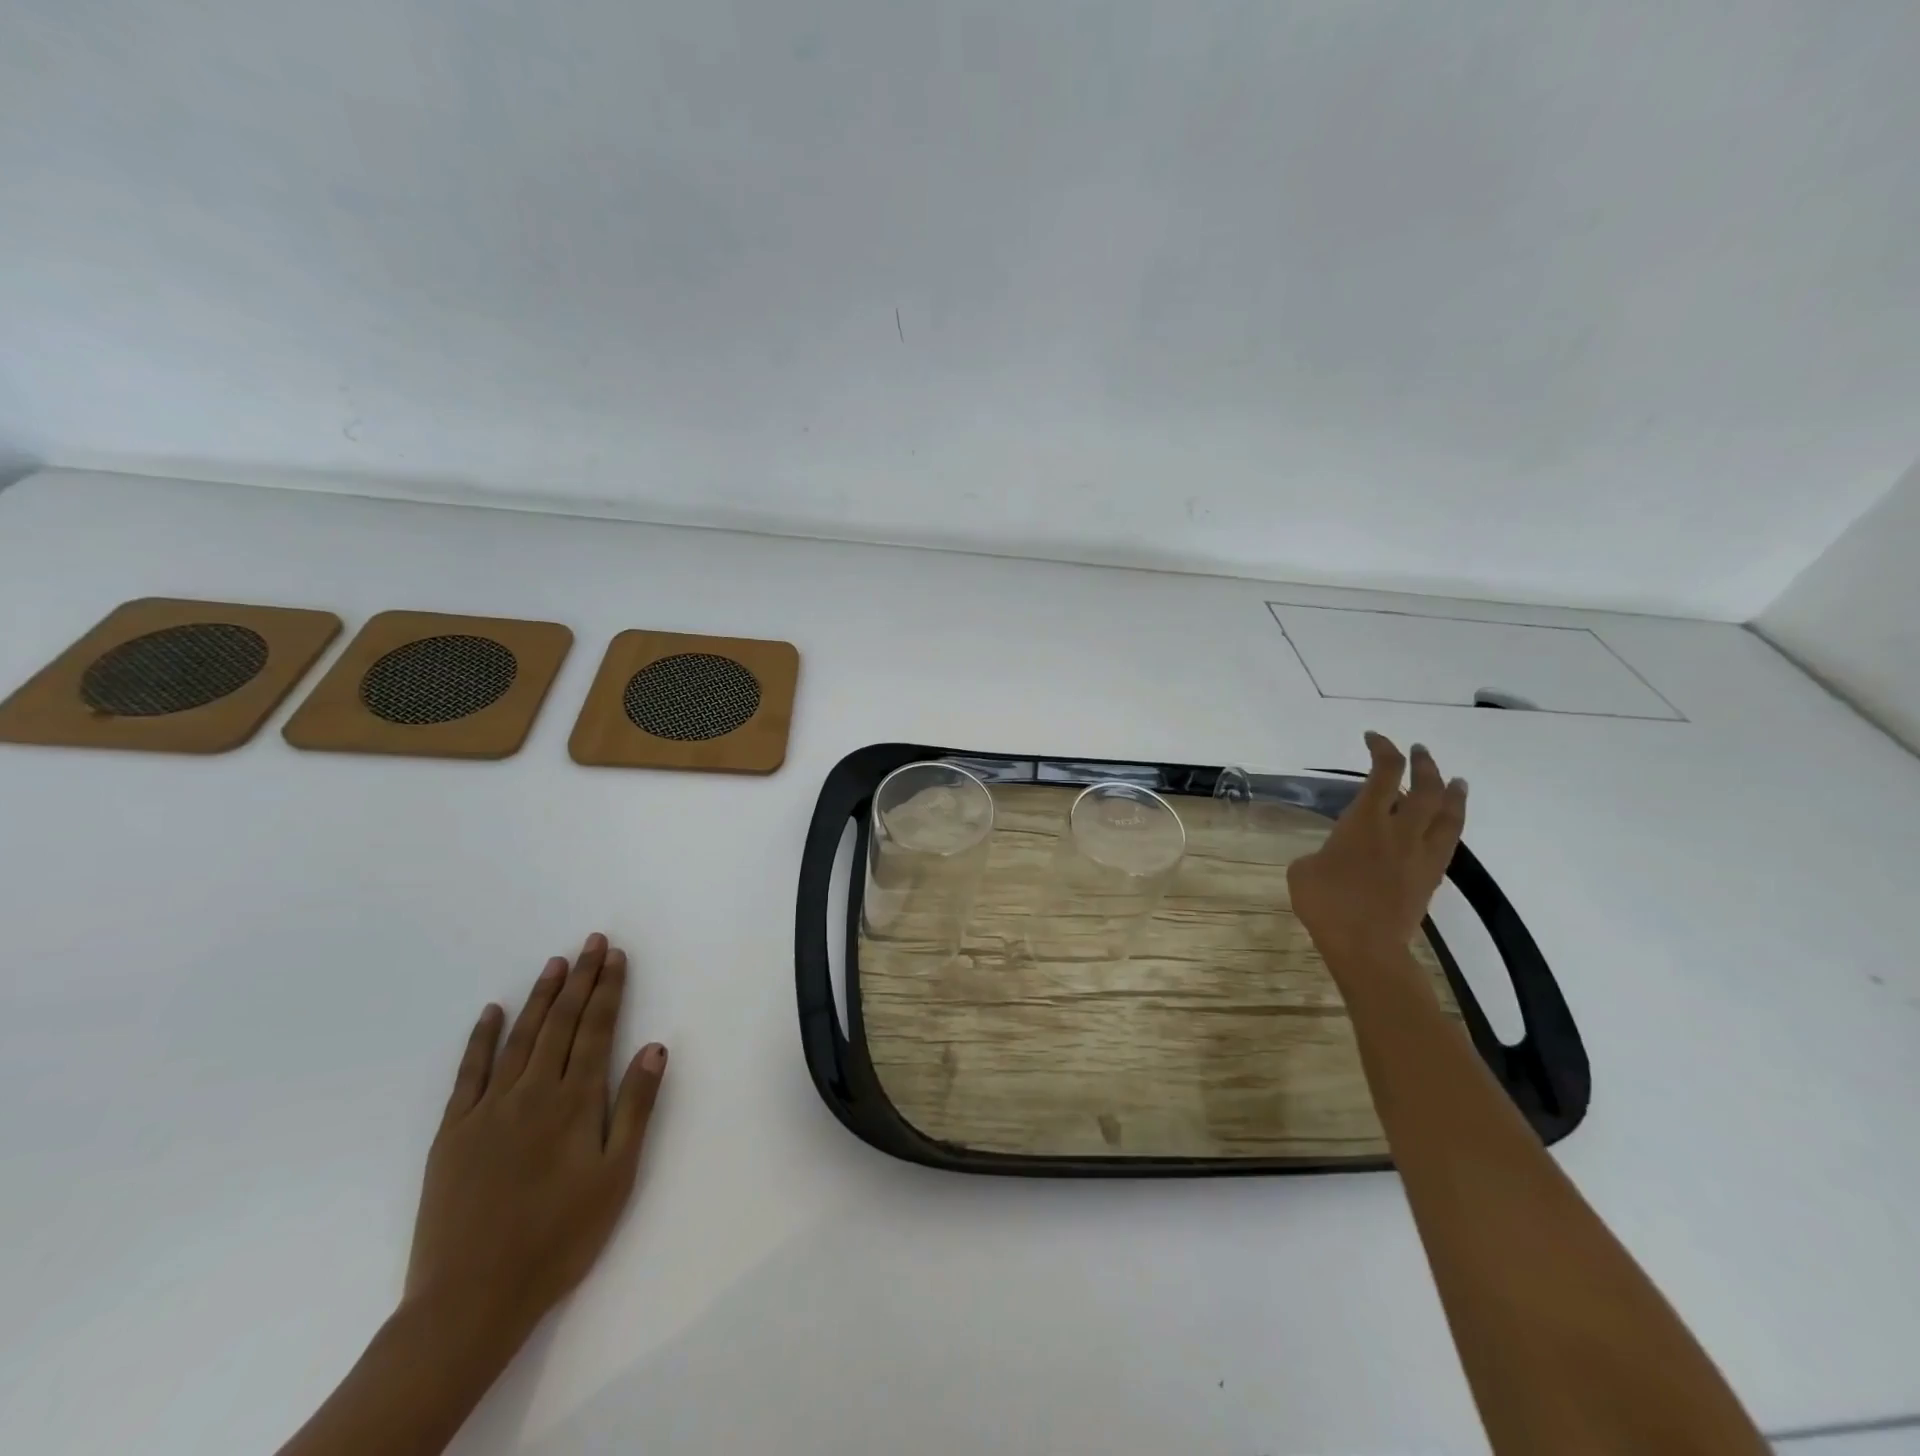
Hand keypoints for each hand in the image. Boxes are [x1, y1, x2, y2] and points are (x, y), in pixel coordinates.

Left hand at [403, 934, 667, 1349]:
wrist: (471, 1299)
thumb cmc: (559, 1238)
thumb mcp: (616, 1177)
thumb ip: (636, 1108)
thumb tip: (654, 1048)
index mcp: (576, 1101)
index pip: (597, 1028)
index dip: (609, 989)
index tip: (616, 955)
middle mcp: (533, 1091)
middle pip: (561, 1022)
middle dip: (580, 978)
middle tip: (591, 942)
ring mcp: (489, 1108)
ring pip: (520, 1037)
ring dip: (540, 996)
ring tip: (555, 963)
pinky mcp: (454, 1131)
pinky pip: (469, 1072)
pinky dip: (481, 1038)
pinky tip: (491, 1012)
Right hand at [1287, 733, 1466, 958]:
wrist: (1366, 945)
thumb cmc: (1326, 903)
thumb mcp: (1303, 870)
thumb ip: (1322, 852)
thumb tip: (1333, 856)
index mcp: (1365, 822)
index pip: (1382, 773)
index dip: (1382, 749)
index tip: (1373, 738)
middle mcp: (1399, 830)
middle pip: (1423, 787)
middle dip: (1421, 763)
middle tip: (1417, 751)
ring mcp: (1420, 854)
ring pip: (1447, 813)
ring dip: (1450, 791)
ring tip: (1454, 779)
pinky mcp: (1430, 876)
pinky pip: (1449, 841)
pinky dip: (1451, 823)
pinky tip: (1448, 821)